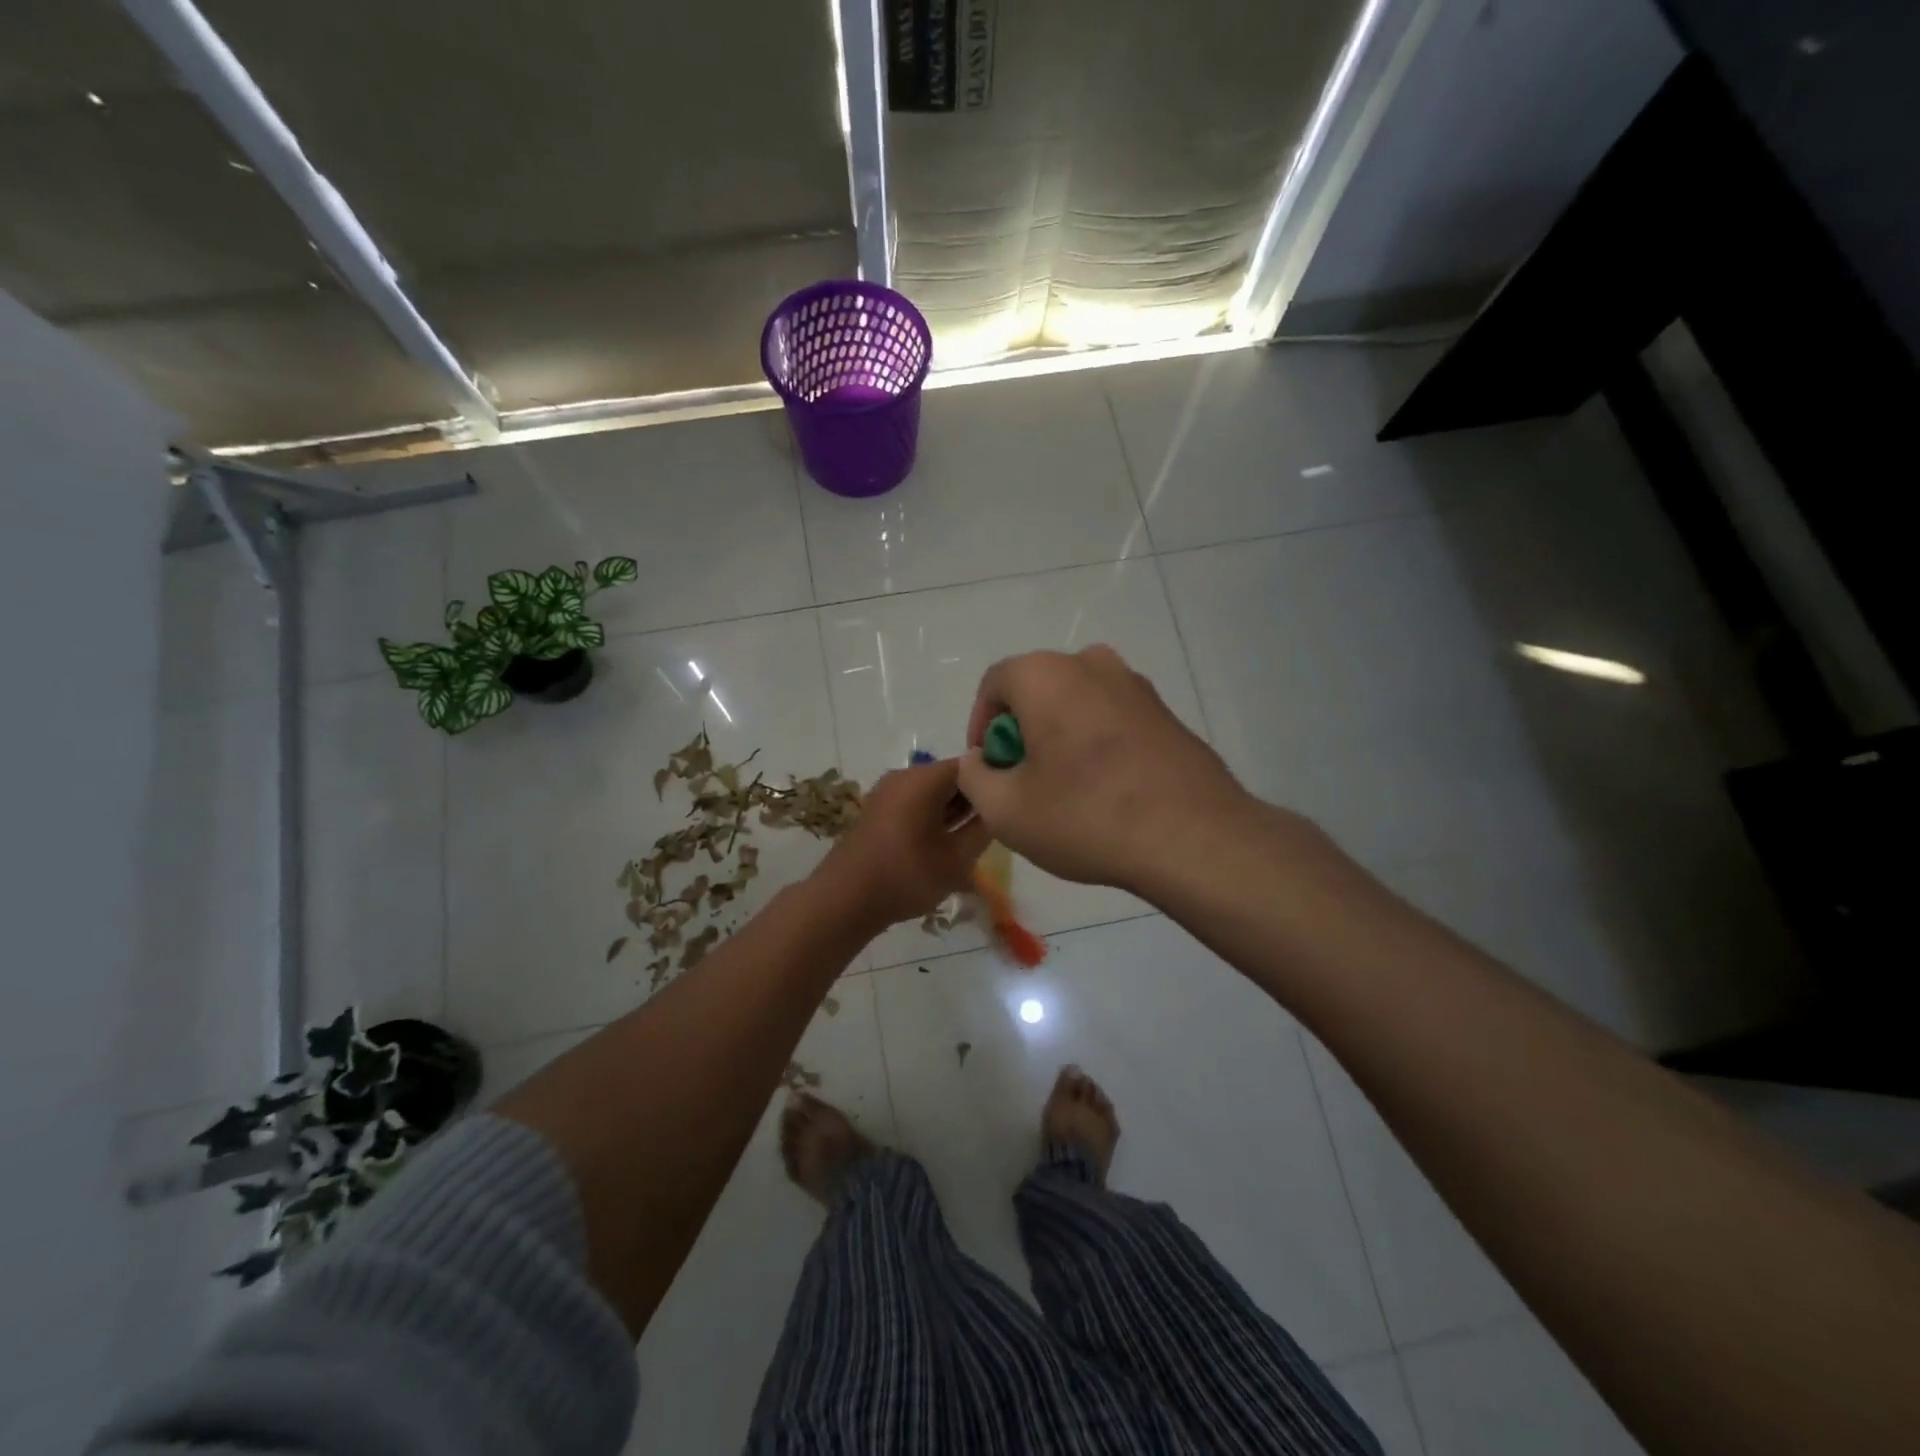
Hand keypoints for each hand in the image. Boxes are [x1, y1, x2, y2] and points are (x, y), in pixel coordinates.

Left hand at [812, 758, 992, 929]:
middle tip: (997, 827)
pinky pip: (916, 804)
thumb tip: (998, 809)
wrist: (844, 900)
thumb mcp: (957, 858)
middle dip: (975, 798)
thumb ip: (984, 828)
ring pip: (934, 793)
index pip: (973, 764)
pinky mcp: (878, 811)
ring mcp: (887, 792)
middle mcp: (904, 776)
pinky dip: (934, 818)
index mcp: (924, 778)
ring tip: (973, 840)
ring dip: (955, 812)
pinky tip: (945, 845)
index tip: (1012, 803)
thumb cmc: (906, 875)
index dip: (995, 780)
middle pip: (952, 777)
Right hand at [957, 646, 1249, 893]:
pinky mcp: (1167, 713)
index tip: (987, 769)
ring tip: (1065, 789)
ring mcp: (1136, 686)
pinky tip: (1106, 791)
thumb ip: (974, 777)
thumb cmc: (1085, 816)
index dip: (980, 726)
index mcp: (1045, 674)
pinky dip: (1097, 744)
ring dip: (1060, 737)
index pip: (994, 685)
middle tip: (1022, 781)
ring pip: (1077, 704)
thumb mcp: (1005, 810)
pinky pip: (1113, 719)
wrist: (1193, 837)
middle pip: (1037, 691)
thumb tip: (979, 761)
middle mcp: (1092, 664)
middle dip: (1021, 732)